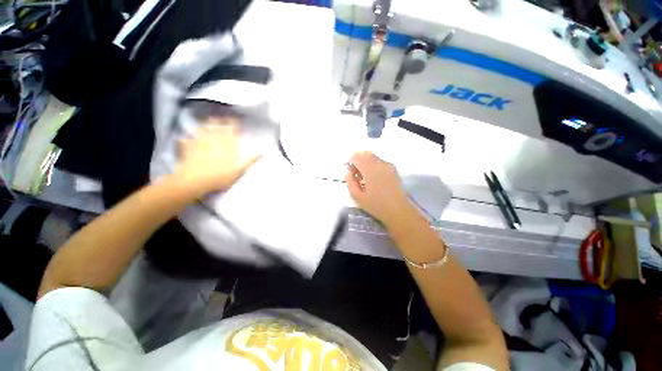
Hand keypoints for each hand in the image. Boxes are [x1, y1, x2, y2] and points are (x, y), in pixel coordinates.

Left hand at [174, 118, 259, 196]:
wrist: (195, 181)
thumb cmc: (221, 176)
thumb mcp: (240, 170)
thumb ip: (250, 160)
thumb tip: (262, 152)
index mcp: (227, 143)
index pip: (231, 128)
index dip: (233, 123)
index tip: (235, 119)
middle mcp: (213, 139)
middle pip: (216, 126)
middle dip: (218, 121)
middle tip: (220, 118)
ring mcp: (199, 142)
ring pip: (201, 129)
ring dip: (204, 125)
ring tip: (205, 124)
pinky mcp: (187, 148)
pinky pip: (187, 139)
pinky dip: (188, 138)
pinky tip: (186, 138)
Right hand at [345, 151, 409, 224]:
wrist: (398, 210)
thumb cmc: (376, 205)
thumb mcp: (357, 196)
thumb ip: (350, 181)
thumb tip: (348, 172)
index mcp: (370, 169)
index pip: (356, 156)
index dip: (351, 162)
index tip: (352, 173)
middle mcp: (380, 163)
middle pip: (365, 153)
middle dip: (358, 161)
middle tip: (358, 175)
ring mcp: (388, 165)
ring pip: (372, 157)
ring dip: (366, 163)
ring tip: (366, 179)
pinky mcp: (393, 169)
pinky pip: (379, 161)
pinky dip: (373, 166)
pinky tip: (375, 180)